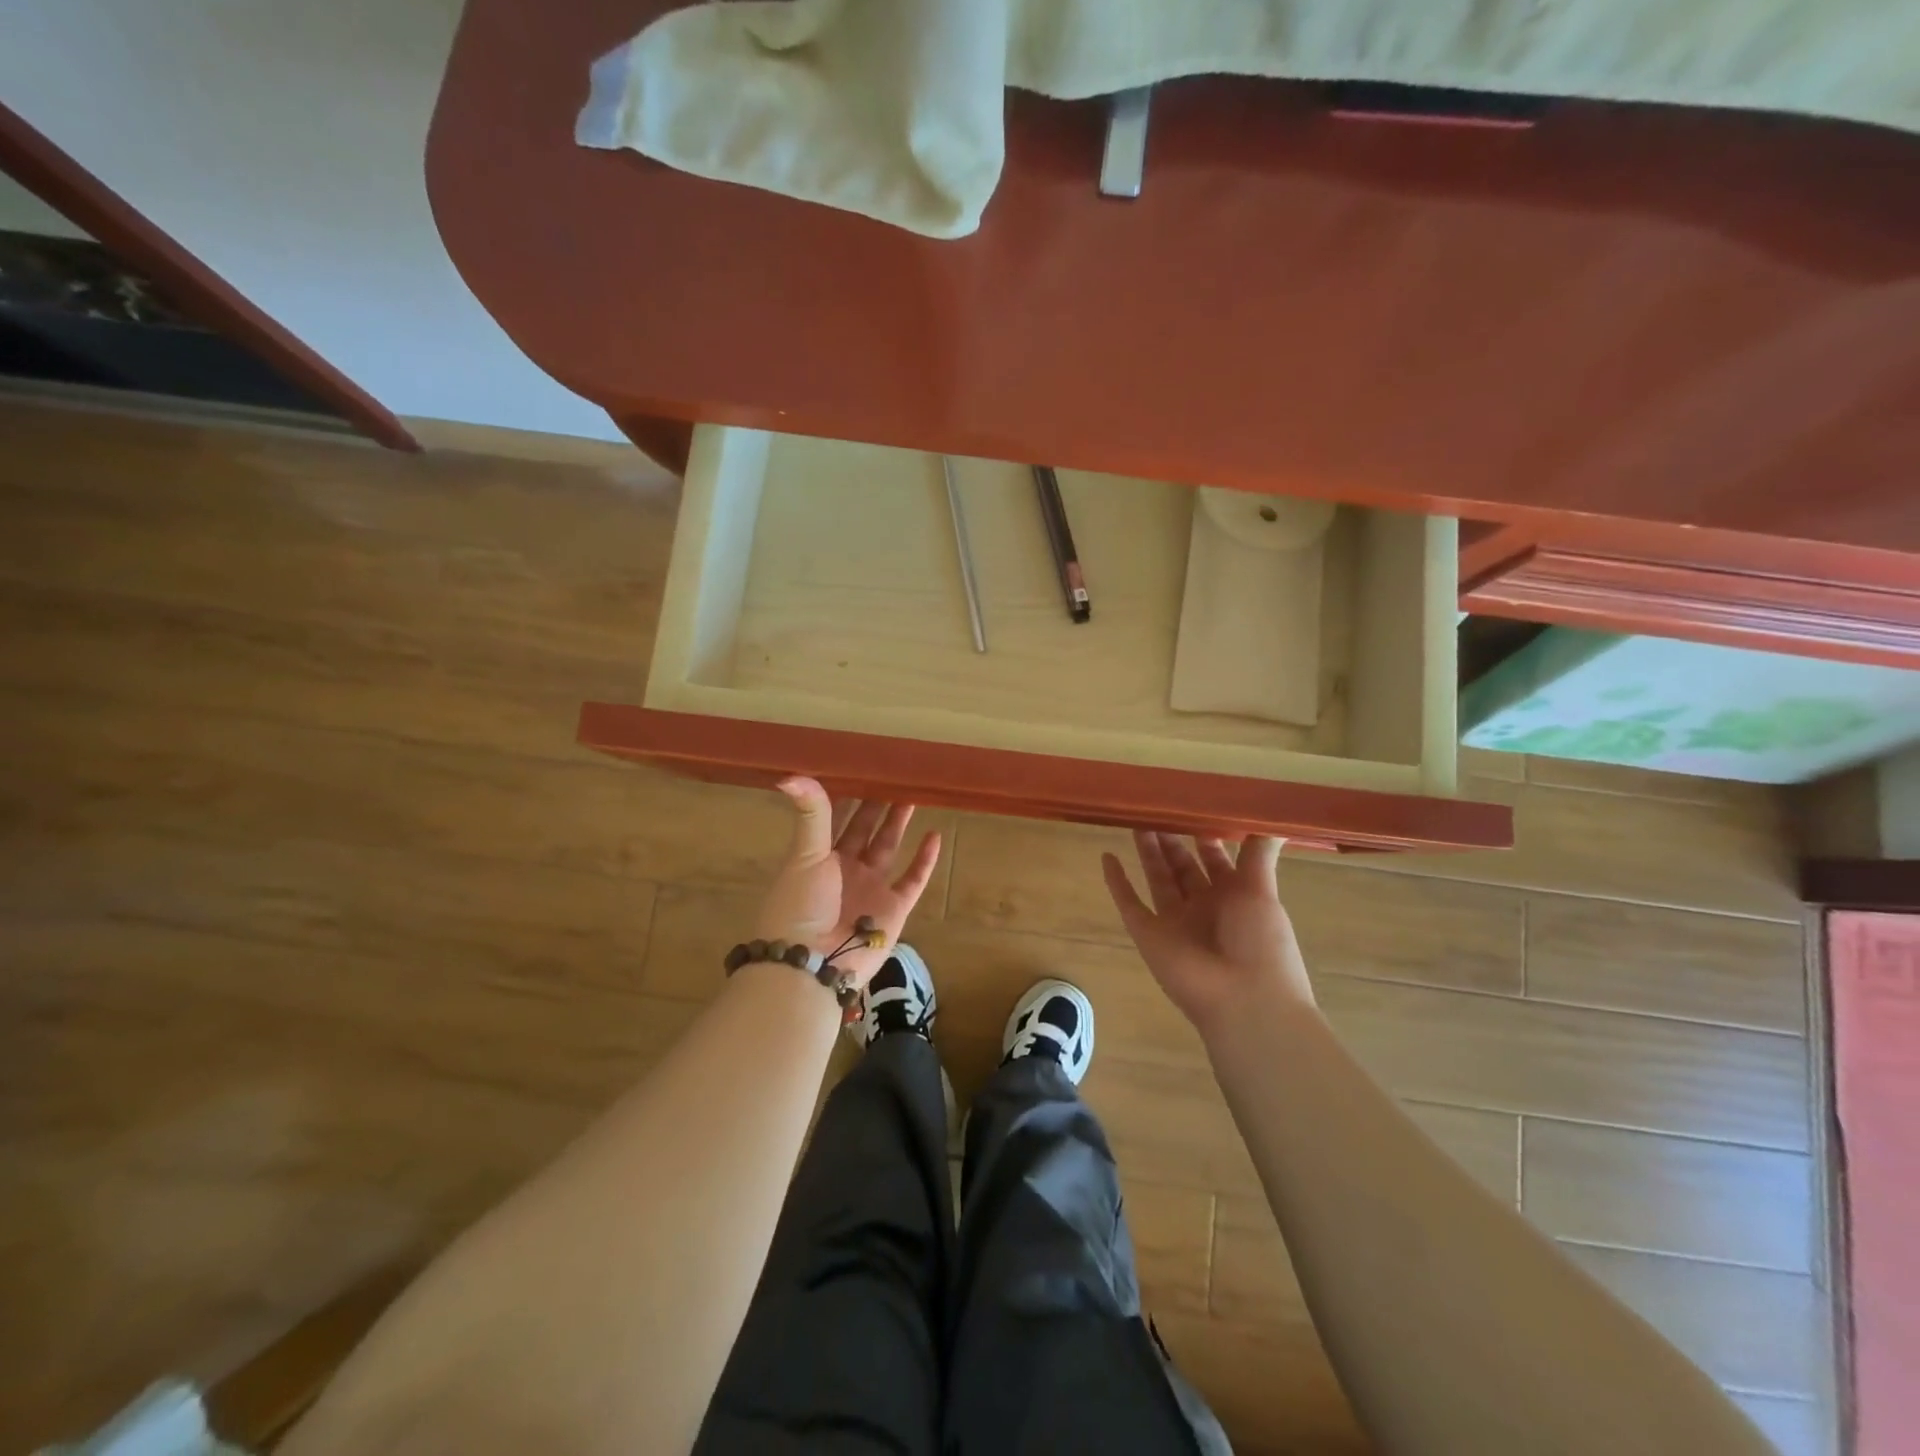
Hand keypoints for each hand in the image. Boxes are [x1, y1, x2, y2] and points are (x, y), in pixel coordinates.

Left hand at [756, 778, 941, 986]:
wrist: (812, 965)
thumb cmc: (801, 906)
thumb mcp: (804, 855)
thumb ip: (810, 815)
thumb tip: (791, 774)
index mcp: (819, 855)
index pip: (835, 818)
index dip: (848, 794)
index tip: (862, 766)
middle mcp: (845, 868)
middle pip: (865, 829)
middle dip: (877, 803)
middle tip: (894, 774)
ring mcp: (870, 888)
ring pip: (889, 847)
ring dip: (899, 823)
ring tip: (913, 794)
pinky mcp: (894, 908)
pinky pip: (913, 879)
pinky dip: (924, 860)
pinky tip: (935, 835)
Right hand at [1102, 831, 1314, 1034]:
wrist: (1245, 1000)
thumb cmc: (1261, 942)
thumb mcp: (1262, 892)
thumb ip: (1258, 856)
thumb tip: (1274, 820)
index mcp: (1235, 898)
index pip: (1216, 860)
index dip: (1204, 837)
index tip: (1190, 808)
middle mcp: (1204, 907)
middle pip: (1182, 867)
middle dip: (1171, 840)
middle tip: (1155, 810)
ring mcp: (1174, 921)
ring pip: (1157, 879)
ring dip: (1147, 853)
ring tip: (1135, 822)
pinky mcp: (1148, 934)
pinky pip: (1129, 904)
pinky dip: (1117, 883)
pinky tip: (1106, 857)